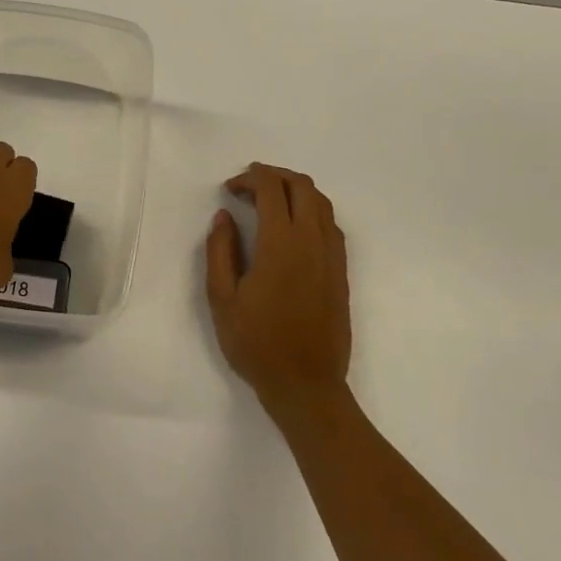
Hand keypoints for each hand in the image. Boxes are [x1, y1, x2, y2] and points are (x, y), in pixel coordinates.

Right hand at [205, 163, 351, 408]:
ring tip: (269, 202)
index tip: (230, 189)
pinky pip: (330, 224)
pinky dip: (311, 211)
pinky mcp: (341, 271)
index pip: (271, 188)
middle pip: (301, 186)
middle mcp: (312, 241)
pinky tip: (291, 228)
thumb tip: (224, 217)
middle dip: (274, 175)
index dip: (249, 178)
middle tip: (248, 187)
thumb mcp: (221, 298)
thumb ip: (220, 250)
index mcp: (280, 244)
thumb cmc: (256, 343)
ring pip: (321, 202)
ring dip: (295, 190)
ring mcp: (332, 255)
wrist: (306, 385)